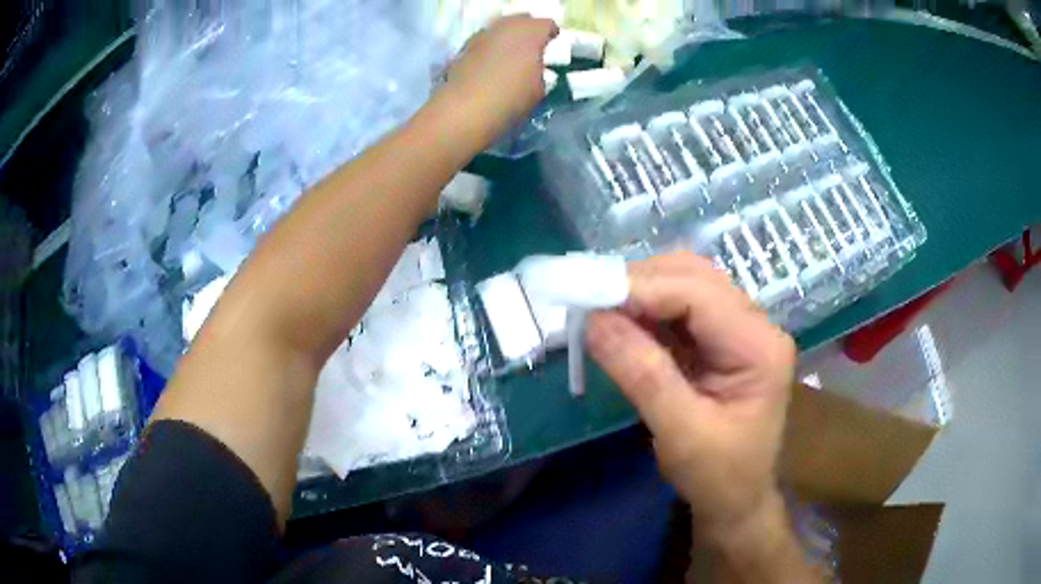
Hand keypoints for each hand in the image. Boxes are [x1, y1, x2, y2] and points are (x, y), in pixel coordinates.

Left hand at [439, 15, 557, 143]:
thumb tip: (532, 67)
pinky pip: (483, 42)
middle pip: (520, 20)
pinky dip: (489, 48)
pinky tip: (490, 65)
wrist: (465, 109)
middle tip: (531, 47)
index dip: (551, 34)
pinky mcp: (463, 48)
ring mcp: (481, 35)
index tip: (552, 44)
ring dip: (506, 38)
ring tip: (509, 55)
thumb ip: (539, 70)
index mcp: (530, 32)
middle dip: (527, 30)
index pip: (546, 24)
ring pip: (499, 28)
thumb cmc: (511, 98)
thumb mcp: (539, 88)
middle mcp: (504, 26)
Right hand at [586, 252, 795, 539]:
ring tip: (599, 309)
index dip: (642, 289)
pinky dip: (645, 311)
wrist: (737, 501)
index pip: (699, 294)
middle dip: (639, 283)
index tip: (587, 298)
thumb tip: (593, 320)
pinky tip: (620, 323)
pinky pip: (679, 309)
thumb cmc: (718, 476)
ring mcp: (739, 330)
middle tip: (590, 301)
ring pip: (686, 284)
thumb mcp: (681, 432)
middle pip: (694, 277)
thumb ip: (642, 373)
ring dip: (641, 292)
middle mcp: (755, 326)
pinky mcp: (720, 341)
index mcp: (759, 346)